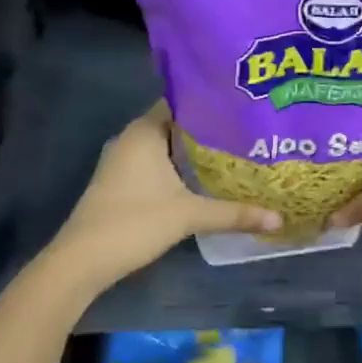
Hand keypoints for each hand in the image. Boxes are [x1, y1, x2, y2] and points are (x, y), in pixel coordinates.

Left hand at [52, 102, 280, 280]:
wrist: (82, 261)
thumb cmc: (134, 223)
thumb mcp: (190, 215)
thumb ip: (235, 213)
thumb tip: (279, 218)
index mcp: (145, 131)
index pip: (183, 101)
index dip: (212, 102)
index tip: (244, 106)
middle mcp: (132, 138)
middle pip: (177, 124)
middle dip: (210, 128)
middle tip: (249, 130)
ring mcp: (123, 161)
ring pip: (167, 146)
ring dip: (195, 150)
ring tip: (236, 151)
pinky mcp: (121, 182)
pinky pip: (157, 162)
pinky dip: (180, 166)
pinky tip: (206, 178)